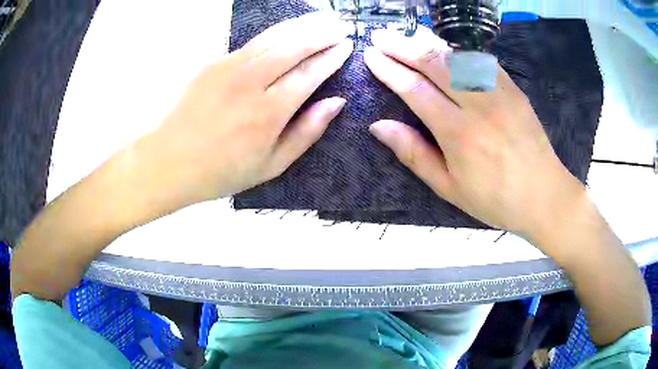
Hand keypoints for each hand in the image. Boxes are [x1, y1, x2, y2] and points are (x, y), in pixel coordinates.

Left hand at [140, 12, 353, 205]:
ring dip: (303, 24)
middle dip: (323, 33)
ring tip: (323, 18)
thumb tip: (336, 102)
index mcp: (269, 112)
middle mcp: (252, 82)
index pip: (310, 73)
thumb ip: (306, 132)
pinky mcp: (213, 62)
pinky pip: (252, 42)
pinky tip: (289, 28)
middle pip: (295, 46)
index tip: (347, 46)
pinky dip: (276, 31)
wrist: (167, 161)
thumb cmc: (220, 171)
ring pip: (274, 37)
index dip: (332, 57)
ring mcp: (229, 67)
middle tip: (342, 25)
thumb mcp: (271, 166)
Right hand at [364, 28, 585, 241]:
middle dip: (402, 46)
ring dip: (427, 42)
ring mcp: (500, 93)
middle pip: (435, 63)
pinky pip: (482, 60)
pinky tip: (445, 47)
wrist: (543, 195)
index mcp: (458, 134)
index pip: (415, 89)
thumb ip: (414, 154)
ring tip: (406, 37)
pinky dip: (458, 50)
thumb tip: (378, 126)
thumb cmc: (494, 199)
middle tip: (380, 37)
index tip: (371, 56)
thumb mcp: (449, 187)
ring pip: (457, 55)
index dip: (389, 70)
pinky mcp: (514, 89)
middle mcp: (478, 105)